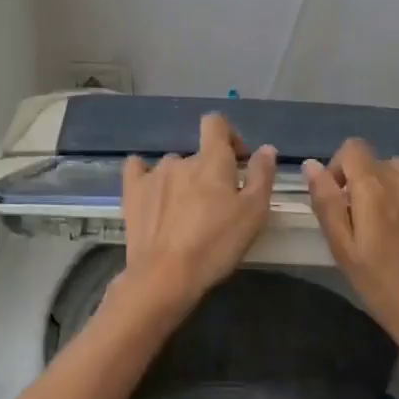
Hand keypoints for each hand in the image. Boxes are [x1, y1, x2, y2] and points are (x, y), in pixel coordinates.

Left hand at [120, 113, 276, 310]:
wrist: (166, 275)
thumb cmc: (216, 244)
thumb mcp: (253, 213)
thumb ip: (262, 176)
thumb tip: (266, 148)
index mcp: (212, 159)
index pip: (216, 123)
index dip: (229, 136)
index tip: (238, 161)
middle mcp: (181, 159)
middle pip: (198, 154)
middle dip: (209, 172)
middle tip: (217, 205)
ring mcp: (153, 174)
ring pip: (173, 167)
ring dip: (182, 181)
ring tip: (186, 212)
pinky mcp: (132, 192)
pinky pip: (138, 169)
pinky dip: (146, 175)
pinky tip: (152, 192)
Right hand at [303, 139, 398, 359]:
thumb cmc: (378, 286)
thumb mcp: (342, 248)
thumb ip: (325, 202)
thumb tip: (311, 165)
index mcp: (373, 190)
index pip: (353, 149)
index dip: (340, 167)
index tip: (340, 196)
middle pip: (378, 161)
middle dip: (365, 180)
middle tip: (365, 217)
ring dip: (394, 184)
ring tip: (394, 217)